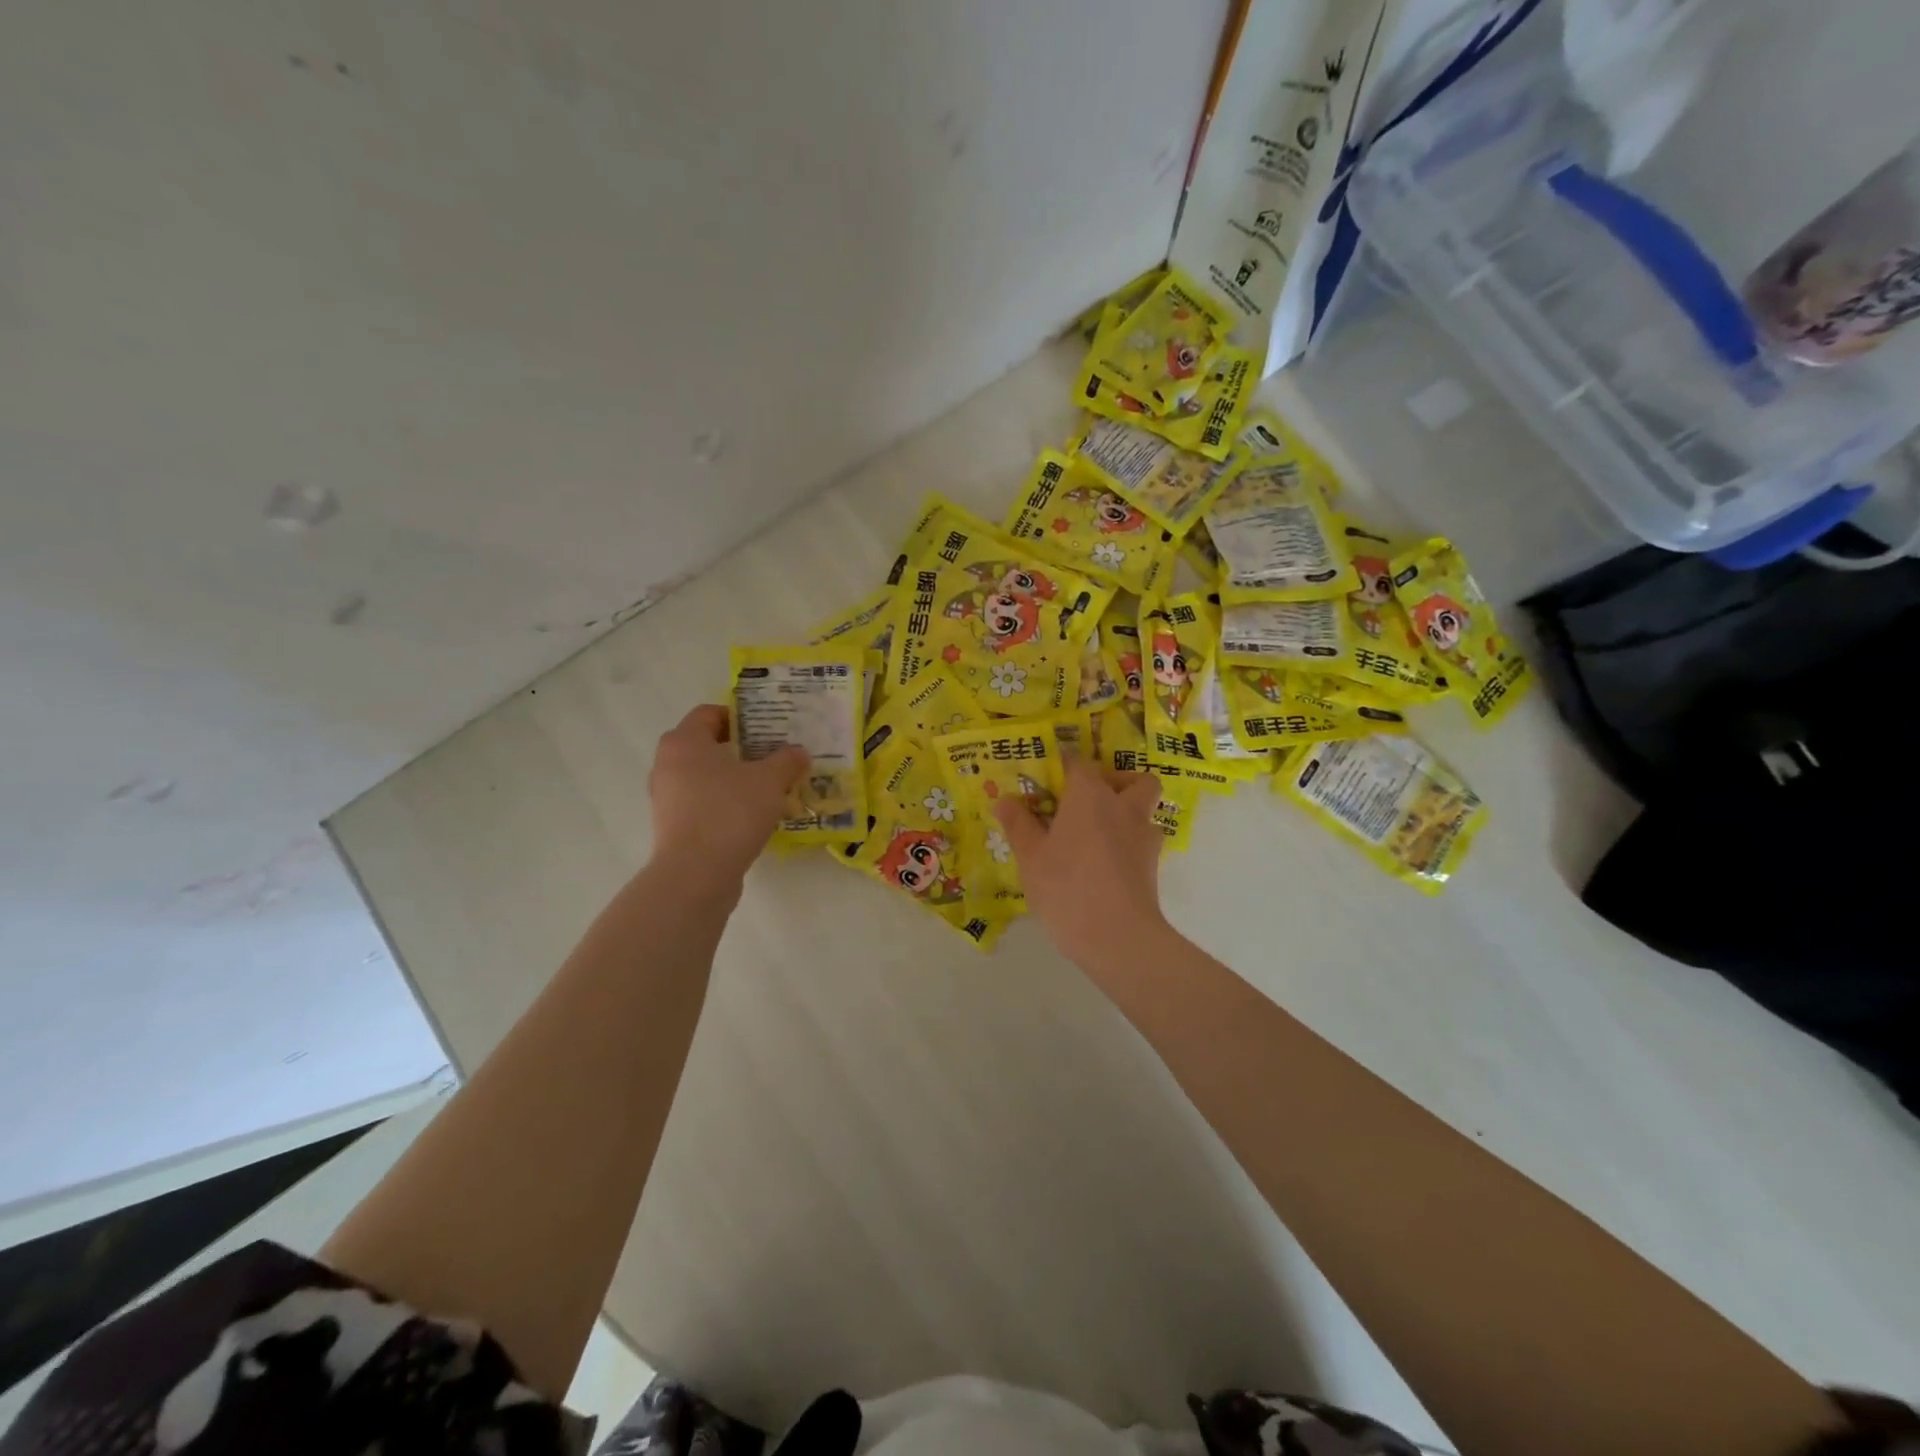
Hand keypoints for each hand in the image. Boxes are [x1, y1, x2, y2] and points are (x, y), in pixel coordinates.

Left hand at [648, 705, 808, 884]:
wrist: (696, 874)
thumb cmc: (731, 812)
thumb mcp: (770, 780)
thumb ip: (787, 761)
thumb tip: (798, 752)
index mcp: (684, 741)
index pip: (708, 713)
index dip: (739, 717)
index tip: (767, 729)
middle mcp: (667, 764)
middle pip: (705, 746)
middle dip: (740, 750)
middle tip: (772, 758)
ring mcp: (665, 797)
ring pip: (704, 777)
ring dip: (733, 779)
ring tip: (766, 789)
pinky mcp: (672, 826)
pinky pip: (701, 804)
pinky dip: (724, 804)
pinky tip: (751, 816)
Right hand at [994, 754, 1169, 969]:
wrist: (1118, 937)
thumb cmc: (1066, 887)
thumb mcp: (1031, 857)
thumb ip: (1019, 824)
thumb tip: (1005, 800)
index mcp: (1089, 795)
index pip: (1079, 763)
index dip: (1063, 765)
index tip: (1048, 776)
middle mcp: (1122, 806)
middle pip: (1134, 779)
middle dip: (1117, 782)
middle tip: (1090, 801)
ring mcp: (1144, 836)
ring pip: (1146, 810)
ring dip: (1129, 813)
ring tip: (1099, 835)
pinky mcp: (1153, 866)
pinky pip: (1144, 842)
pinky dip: (1130, 844)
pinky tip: (1107, 864)